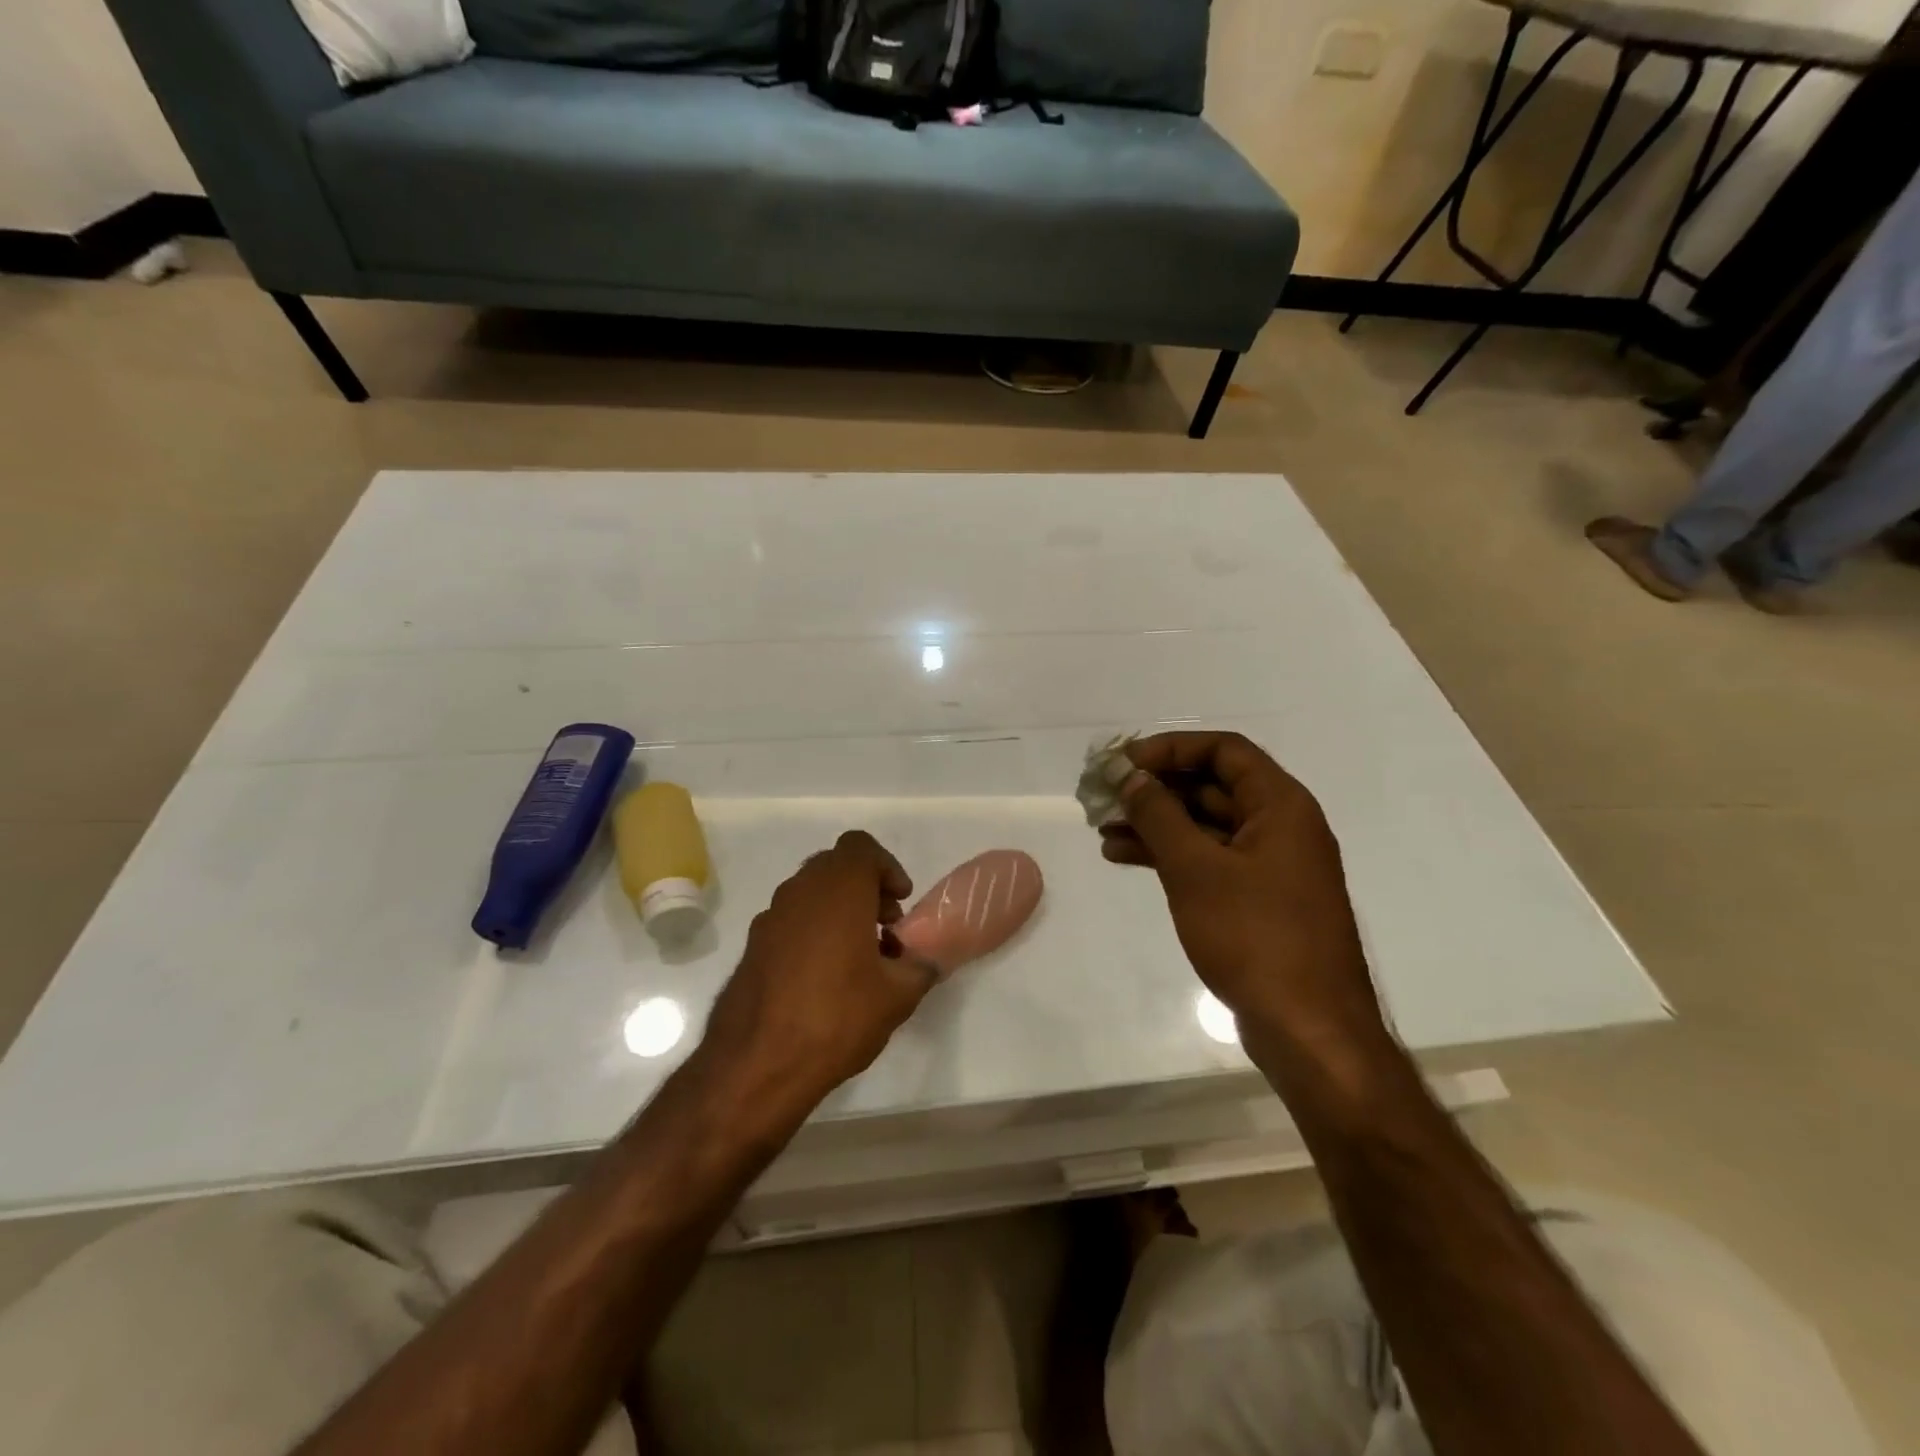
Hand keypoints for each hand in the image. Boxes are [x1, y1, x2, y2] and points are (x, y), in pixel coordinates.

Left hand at [699, 831, 935, 1120]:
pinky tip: (824, 977)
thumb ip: (919, 967)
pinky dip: (812, 931)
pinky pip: (791, 921)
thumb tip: (925, 960)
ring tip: (859, 957)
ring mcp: (770, 918)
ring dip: (838, 910)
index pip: (861, 847)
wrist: (757, 1064)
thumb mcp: (898, 996)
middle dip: (865, 888)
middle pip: (836, 867)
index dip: (886, 867)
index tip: (899, 902)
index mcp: (838, 889)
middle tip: (885, 927)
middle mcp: (800, 891)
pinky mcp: (753, 946)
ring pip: (811, 894)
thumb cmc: (837, 1017)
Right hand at [1100, 732, 1389, 1068]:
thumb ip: (1159, 815)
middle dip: (1155, 788)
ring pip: (1204, 826)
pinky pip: (1208, 860)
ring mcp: (1269, 866)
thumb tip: (1132, 777)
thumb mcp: (1196, 869)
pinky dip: (1169, 855)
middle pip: (1211, 786)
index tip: (1125, 763)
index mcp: (1281, 806)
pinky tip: (1124, 858)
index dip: (1171, 748)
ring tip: (1103, 829)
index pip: (1224, 751)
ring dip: (1155, 823)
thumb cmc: (1255, 937)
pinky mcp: (1257, 900)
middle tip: (1105, 795)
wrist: (1308, 1029)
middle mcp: (1280, 827)